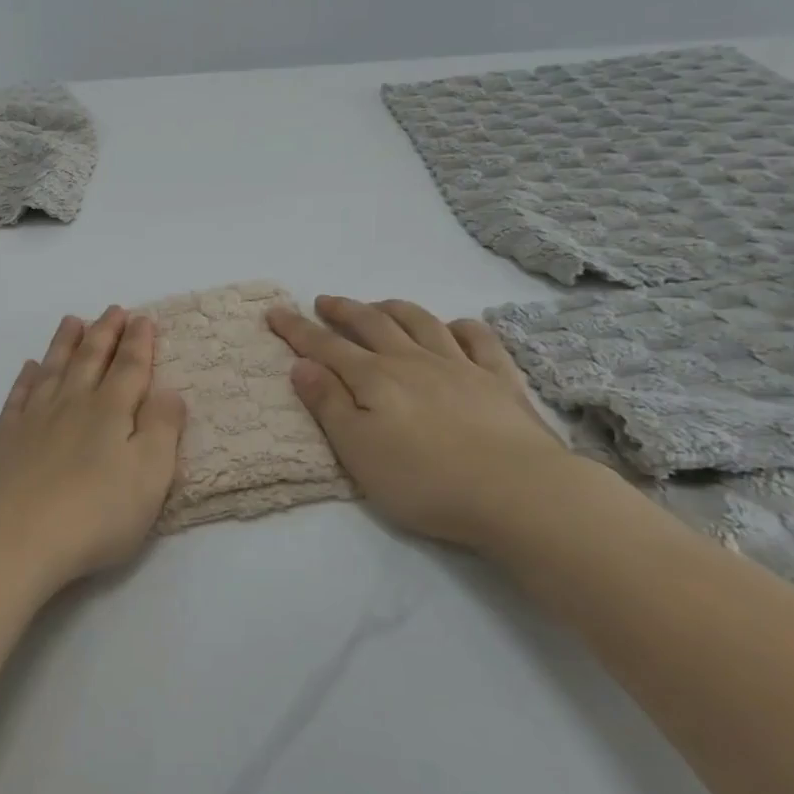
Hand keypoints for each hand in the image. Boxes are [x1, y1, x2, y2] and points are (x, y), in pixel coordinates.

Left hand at [0, 306, 186, 597]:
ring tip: (73, 321)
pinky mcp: (4, 437)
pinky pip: (18, 395)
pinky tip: (30, 367)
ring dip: (66, 343)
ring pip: (54, 368)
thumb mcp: (149, 477)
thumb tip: (169, 391)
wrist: (12, 538)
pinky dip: (27, 378)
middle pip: (91, 359)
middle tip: (113, 309)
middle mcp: (72, 404)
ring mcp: (33, 418)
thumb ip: (162, 429)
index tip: (143, 318)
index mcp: (111, 412)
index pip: (129, 368)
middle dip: (105, 332)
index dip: (139, 342)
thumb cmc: (93, 514)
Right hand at [266, 295, 574, 550]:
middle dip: (343, 310)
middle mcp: (412, 361)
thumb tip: (301, 365)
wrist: (518, 493)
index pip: (326, 347)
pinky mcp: (500, 380)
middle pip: (371, 324)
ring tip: (378, 305)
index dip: (297, 329)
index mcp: (375, 379)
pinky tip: (453, 327)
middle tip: (323, 301)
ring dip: (394, 309)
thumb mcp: (358, 451)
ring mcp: (460, 366)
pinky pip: (478, 340)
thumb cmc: (426, 481)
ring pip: (421, 323)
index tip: (275, 312)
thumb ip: (329, 405)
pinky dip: (460, 327)